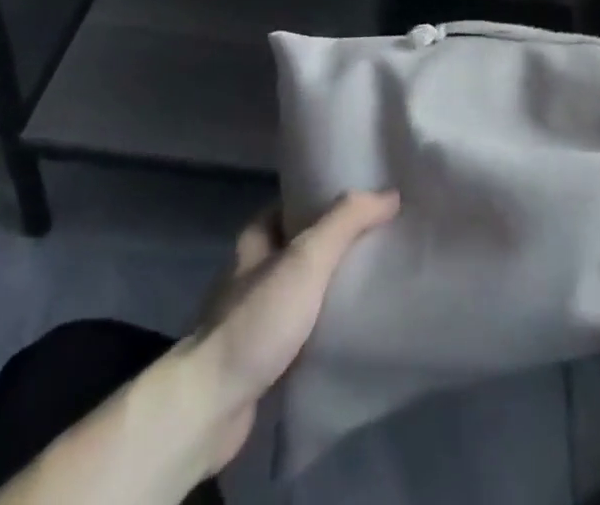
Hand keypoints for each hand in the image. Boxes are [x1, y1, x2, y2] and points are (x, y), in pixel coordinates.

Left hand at [184, 190, 400, 470]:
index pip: (301, 199)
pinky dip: (327, 321)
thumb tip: (390, 194)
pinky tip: (355, 322)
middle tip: (385, 234)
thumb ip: (346, 221)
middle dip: (341, 240)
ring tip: (379, 274)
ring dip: (336, 283)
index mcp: (258, 235)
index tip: (371, 194)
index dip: (333, 193)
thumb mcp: (306, 258)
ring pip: (307, 285)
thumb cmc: (257, 319)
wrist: (210, 406)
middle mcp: (256, 267)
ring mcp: (258, 311)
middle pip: (307, 242)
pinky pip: (305, 324)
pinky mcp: (265, 352)